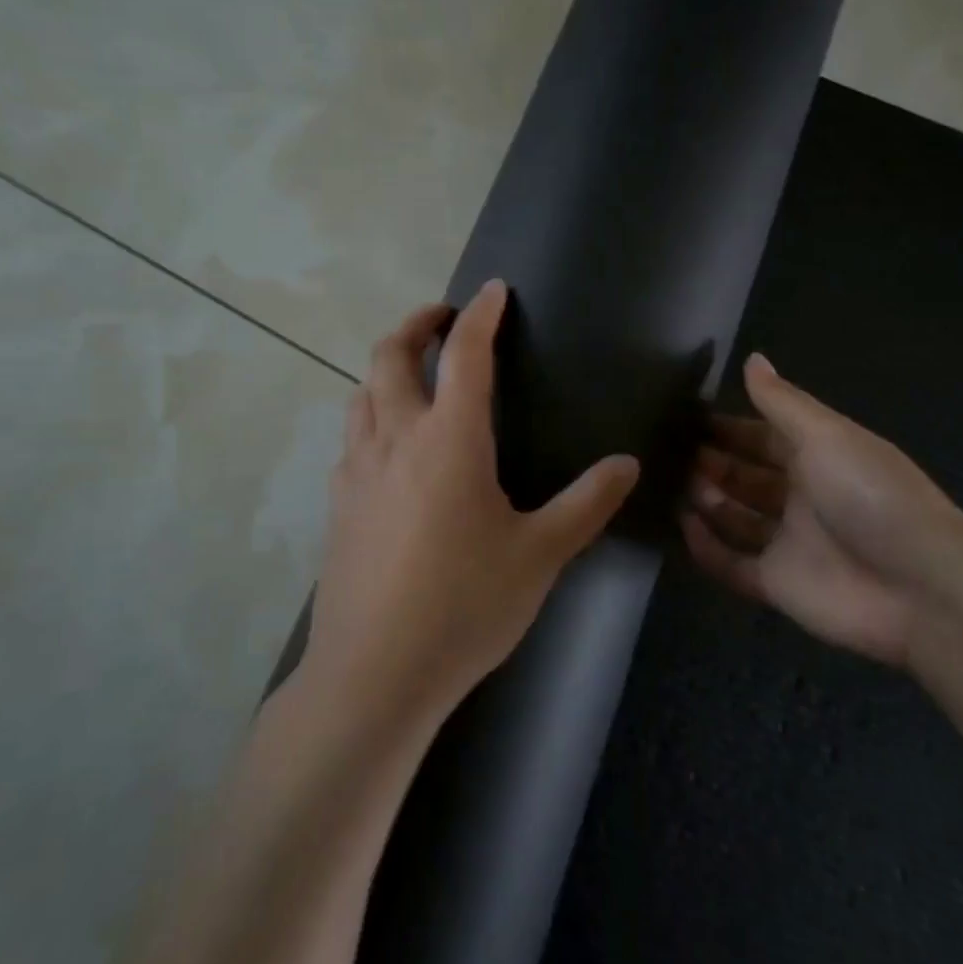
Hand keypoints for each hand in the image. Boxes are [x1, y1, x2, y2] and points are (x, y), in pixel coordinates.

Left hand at [306, 280, 640, 718]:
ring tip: (415, 376)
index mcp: (449, 440)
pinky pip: (351, 438)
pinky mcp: (336, 504)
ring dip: (387, 368)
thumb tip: (626, 464)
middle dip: (416, 324)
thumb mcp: (540, 555)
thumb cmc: (465, 606)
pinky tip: (390, 448)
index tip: (493, 291)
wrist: (375, 672)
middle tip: (442, 318)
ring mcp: (356, 470)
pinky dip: (371, 416)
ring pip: (361, 393)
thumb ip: (586, 504)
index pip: (465, 354)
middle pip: (390, 355)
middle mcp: (395, 439)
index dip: (482, 315)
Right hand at [680, 353, 962, 668]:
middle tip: (673, 450)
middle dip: (713, 462)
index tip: (690, 417)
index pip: (766, 437)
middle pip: (747, 477)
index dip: (731, 427)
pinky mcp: (777, 584)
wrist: (919, 586)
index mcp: (821, 459)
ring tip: (677, 482)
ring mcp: (789, 543)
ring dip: (707, 500)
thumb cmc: (871, 495)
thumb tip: (752, 358)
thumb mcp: (827, 436)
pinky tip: (684, 524)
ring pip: (736, 518)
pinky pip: (731, 563)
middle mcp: (802, 498)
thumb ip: (782, 402)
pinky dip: (705, 547)